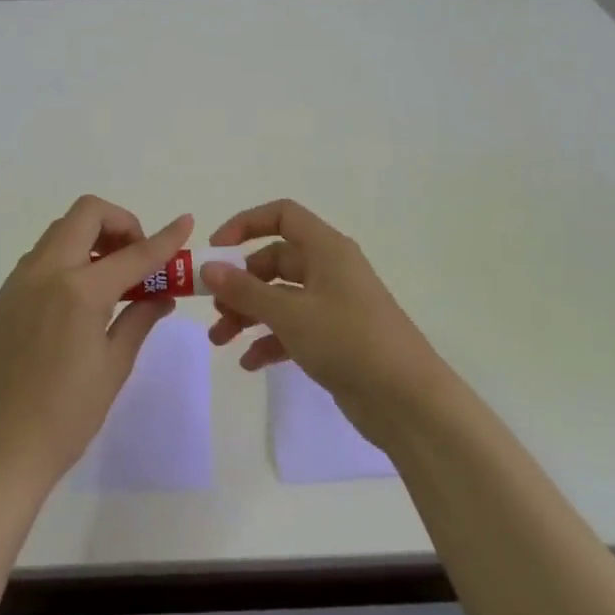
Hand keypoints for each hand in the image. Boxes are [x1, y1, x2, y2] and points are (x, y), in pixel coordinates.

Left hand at [0, 196, 191, 491]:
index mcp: (79, 291)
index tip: (185, 224)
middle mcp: (44, 273)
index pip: (133, 253)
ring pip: (58, 233)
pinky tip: (77, 302)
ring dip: (90, 240)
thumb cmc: (68, 415)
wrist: (0, 452)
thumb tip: (162, 295)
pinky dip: (66, 262)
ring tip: (110, 281)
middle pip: (85, 214)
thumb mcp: (115, 365)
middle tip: (136, 259)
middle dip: (120, 225)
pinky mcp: (0, 301)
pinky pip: (38, 261)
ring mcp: (16, 284)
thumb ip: (140, 318)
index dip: (164, 238)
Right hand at [203, 199, 446, 444]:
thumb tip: (208, 268)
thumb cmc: (348, 341)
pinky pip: (293, 328)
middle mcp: (330, 270)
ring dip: (249, 314)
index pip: (283, 215)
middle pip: (275, 260)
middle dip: (240, 283)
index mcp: (327, 249)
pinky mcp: (335, 338)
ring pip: (281, 297)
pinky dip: (270, 340)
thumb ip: (245, 290)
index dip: (246, 224)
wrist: (407, 400)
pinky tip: (249, 363)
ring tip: (220, 340)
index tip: (215, 250)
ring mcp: (333, 305)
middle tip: (214, 308)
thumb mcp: (290, 313)